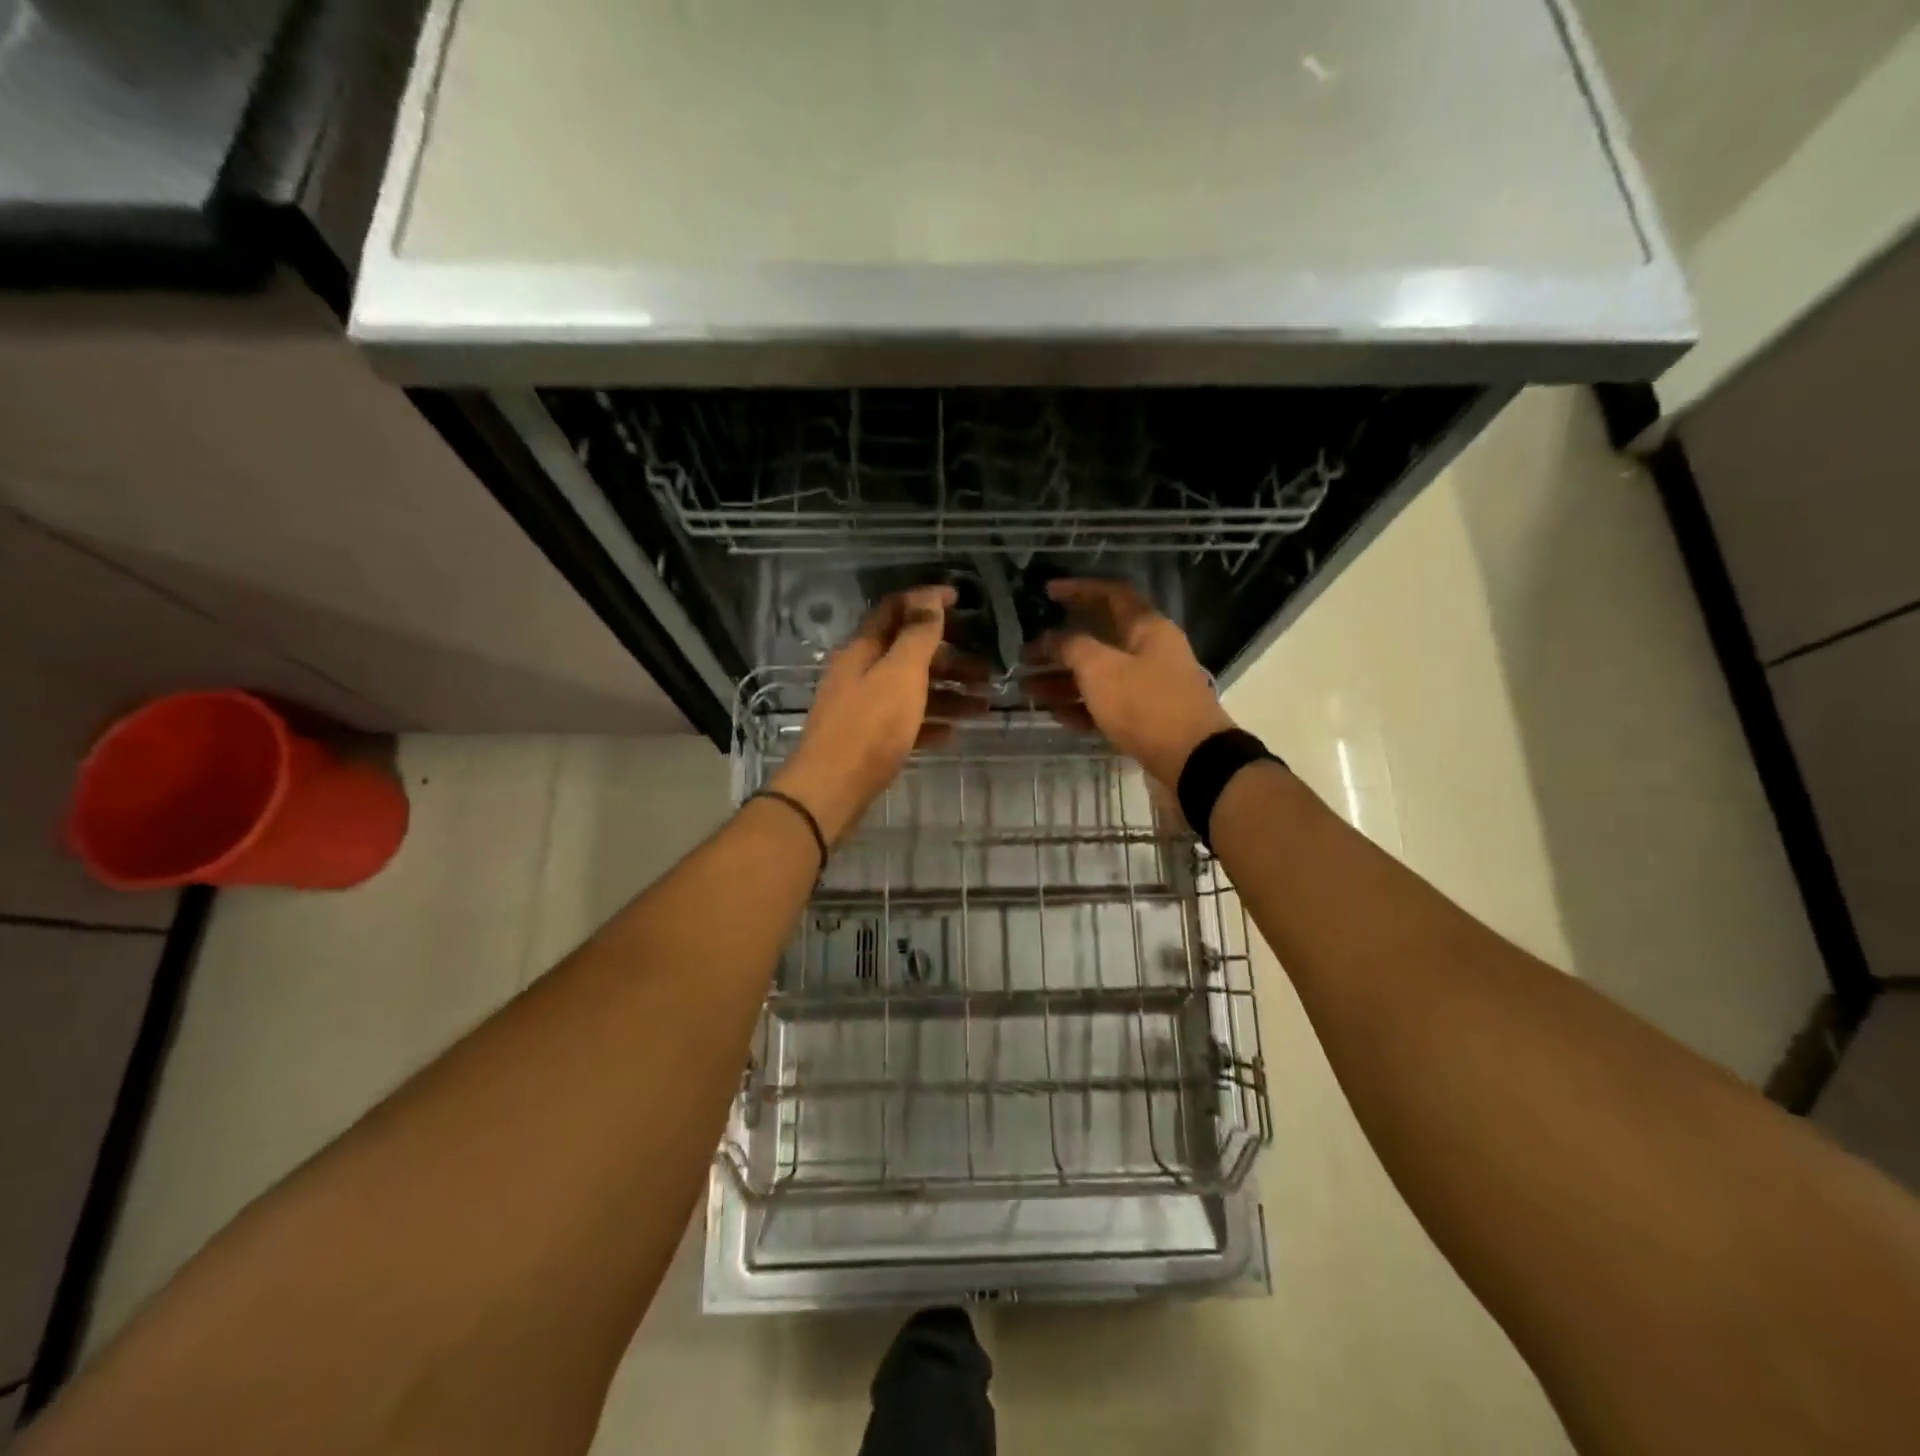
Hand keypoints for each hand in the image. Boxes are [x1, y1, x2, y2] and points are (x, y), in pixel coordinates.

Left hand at [770, 585, 977, 843]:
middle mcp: (861, 673)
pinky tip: (955, 731)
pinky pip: (906, 722)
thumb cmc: (869, 728)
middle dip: (949, 657)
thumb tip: (930, 597)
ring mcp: (864, 708)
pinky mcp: (869, 739)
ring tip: (983, 704)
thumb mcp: (900, 674)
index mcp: (863, 649)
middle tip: (987, 668)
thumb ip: (918, 635)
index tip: (961, 600)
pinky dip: (931, 721)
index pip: (894, 610)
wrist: (831, 791)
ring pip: (911, 690)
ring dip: (948, 692)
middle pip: (908, 653)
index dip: (926, 601)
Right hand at [1027, 579, 1235, 786]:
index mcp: (1147, 628)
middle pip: (1098, 640)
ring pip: (1099, 676)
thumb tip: (1053, 638)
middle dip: (1059, 647)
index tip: (1046, 593)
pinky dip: (1081, 707)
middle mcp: (1150, 652)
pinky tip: (1055, 715)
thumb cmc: (1145, 704)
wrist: (1193, 760)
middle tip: (1025, 655)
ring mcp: (1149, 687)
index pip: (1111, 594)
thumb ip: (1072, 647)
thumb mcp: (1101, 669)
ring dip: (1063, 680)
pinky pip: (1107, 705)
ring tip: (1028, 689)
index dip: (1078, 589)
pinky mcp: (1145, 718)